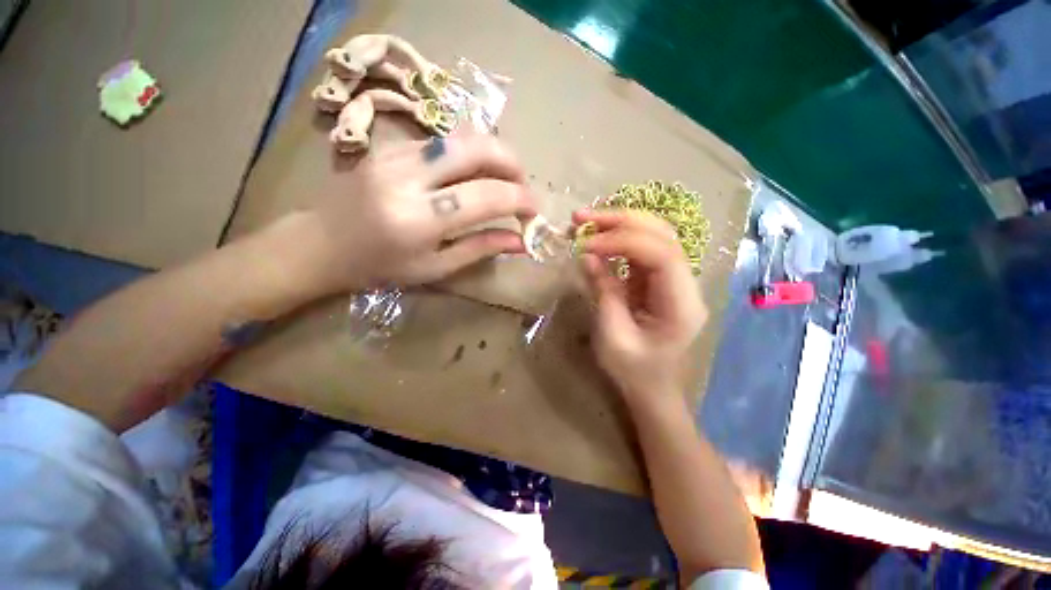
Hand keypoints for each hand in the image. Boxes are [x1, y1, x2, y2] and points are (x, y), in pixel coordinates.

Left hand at [289, 134, 535, 294]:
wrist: (322, 243)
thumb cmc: (380, 267)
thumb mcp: (434, 269)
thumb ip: (480, 249)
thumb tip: (520, 242)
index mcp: (418, 221)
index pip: (485, 197)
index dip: (518, 199)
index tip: (534, 209)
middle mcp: (407, 178)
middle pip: (475, 148)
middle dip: (511, 162)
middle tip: (522, 185)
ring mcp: (395, 154)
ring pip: (460, 136)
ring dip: (493, 152)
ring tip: (503, 177)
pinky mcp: (388, 145)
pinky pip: (441, 139)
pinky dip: (468, 152)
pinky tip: (472, 172)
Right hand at [575, 209, 707, 408]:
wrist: (652, 388)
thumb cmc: (634, 372)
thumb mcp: (613, 336)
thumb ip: (604, 292)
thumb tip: (587, 255)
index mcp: (681, 304)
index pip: (661, 254)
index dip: (623, 241)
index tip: (586, 244)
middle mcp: (685, 284)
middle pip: (662, 235)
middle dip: (621, 220)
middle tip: (582, 217)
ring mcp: (673, 279)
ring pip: (653, 235)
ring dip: (619, 223)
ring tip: (586, 221)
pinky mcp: (657, 280)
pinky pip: (641, 250)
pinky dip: (617, 239)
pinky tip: (597, 238)